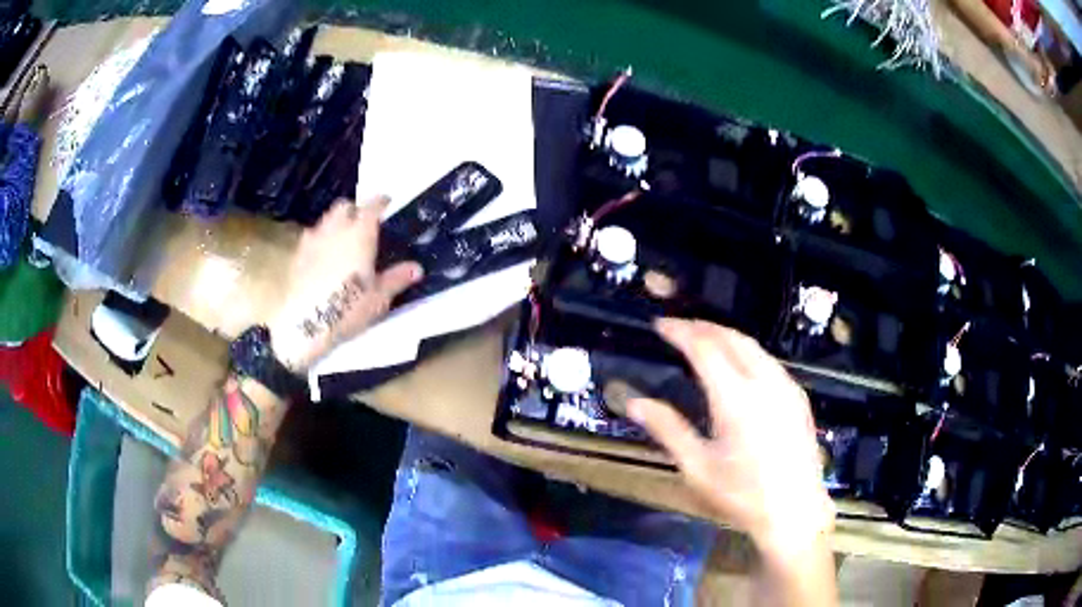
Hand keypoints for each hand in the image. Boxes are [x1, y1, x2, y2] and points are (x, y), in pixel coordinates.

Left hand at [267, 197, 422, 372]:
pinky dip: (320, 238)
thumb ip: (396, 279)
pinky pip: (311, 236)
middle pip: (344, 206)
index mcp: (360, 234)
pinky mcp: (298, 255)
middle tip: (363, 222)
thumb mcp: (378, 299)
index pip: (372, 206)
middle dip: (354, 209)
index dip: (381, 202)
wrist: (304, 324)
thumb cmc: (347, 308)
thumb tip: (416, 268)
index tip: (387, 203)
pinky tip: (323, 255)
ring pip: (325, 219)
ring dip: (335, 222)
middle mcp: (335, 229)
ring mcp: (313, 240)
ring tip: (342, 237)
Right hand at [628, 318, 833, 557]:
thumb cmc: (741, 495)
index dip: (680, 332)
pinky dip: (747, 351)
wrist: (794, 511)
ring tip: (704, 338)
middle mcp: (764, 382)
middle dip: (703, 326)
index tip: (660, 325)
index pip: (704, 348)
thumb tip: (635, 403)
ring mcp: (786, 387)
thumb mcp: (697, 468)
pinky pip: (769, 360)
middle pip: (732, 338)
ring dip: (726, 335)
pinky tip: (739, 364)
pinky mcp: (798, 397)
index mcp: (736, 398)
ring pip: (754, 346)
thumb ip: (667, 430)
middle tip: (679, 327)